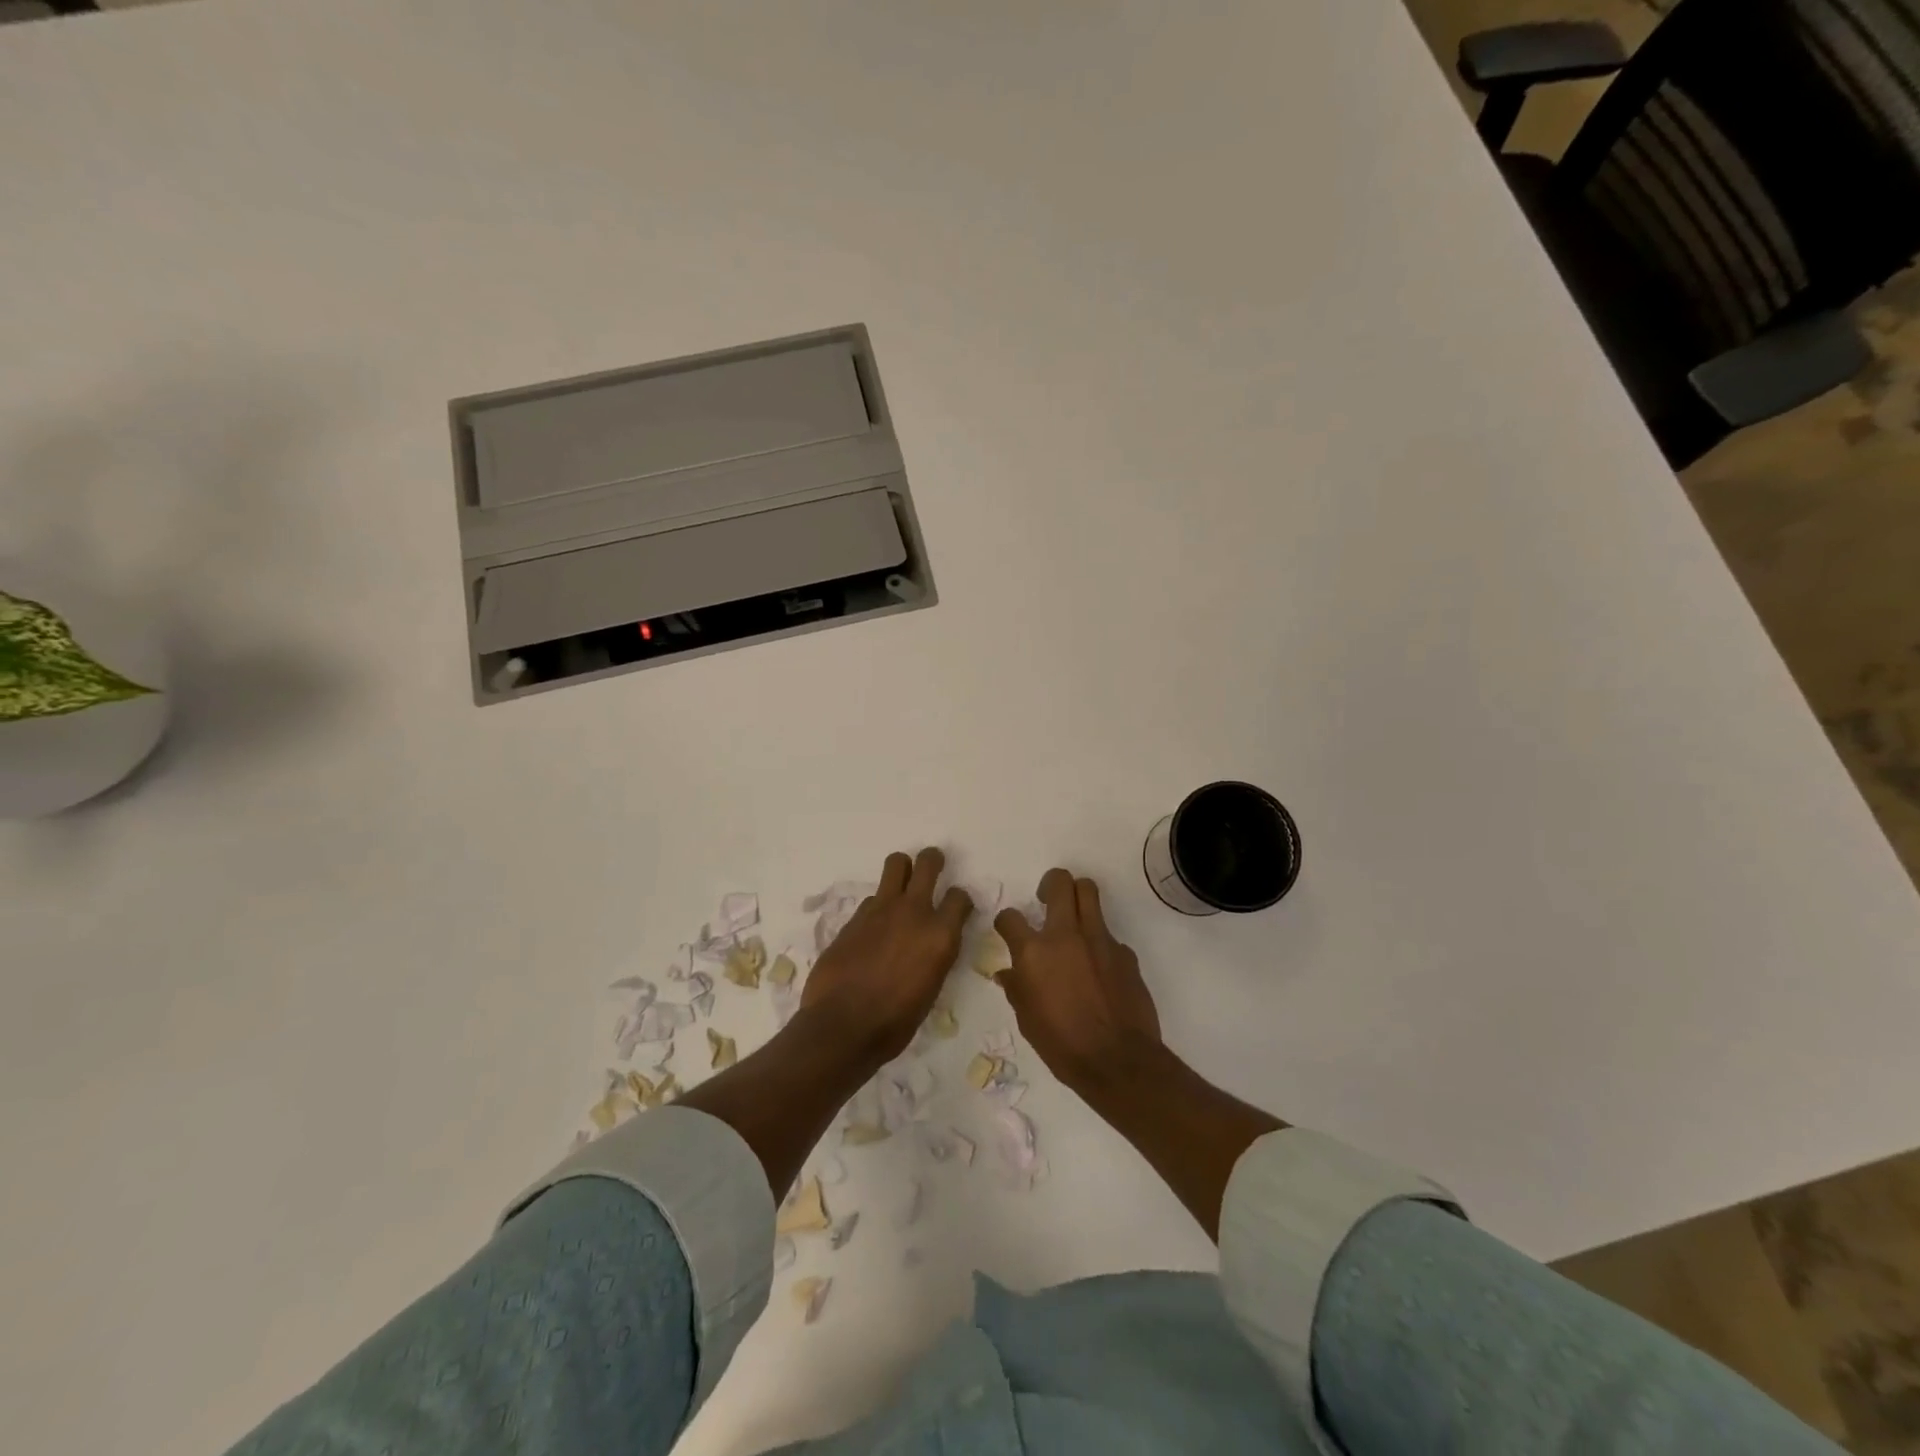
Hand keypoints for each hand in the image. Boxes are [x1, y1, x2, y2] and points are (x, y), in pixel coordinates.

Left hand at [801, 847, 972, 1062]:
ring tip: (901, 884)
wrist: (843, 1026)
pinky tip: (872, 928)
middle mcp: (914, 912)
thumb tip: (928, 945)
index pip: (960, 897)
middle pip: (928, 862)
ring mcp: (881, 910)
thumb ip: (934, 955)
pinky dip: (877, 907)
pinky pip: (872, 898)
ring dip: (902, 870)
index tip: (955, 908)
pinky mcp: (855, 916)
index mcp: (941, 935)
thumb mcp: (931, 988)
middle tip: (932, 867)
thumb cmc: (895, 1022)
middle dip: (932, 860)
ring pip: (896, 864)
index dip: (959, 900)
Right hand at [994, 868, 1161, 1091]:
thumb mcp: (1027, 1020)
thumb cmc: (1063, 1045)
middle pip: (1060, 882)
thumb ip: (1017, 988)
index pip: (1010, 917)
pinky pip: (1108, 934)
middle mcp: (1066, 935)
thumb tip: (1008, 973)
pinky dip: (1099, 942)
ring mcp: (1099, 940)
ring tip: (1074, 919)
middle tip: (1047, 901)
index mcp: (1034, 952)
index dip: (1006, 921)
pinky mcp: (1124, 952)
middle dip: (1050, 884)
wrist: (1118, 1061)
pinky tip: (1099, 969)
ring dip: (1078, 898)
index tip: (1009, 930)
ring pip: (1089, 892)